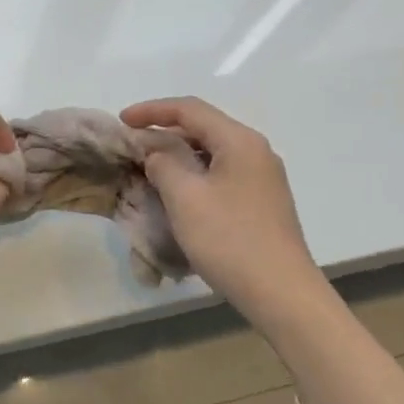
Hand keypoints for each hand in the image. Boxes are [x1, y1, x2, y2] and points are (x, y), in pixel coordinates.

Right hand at [121, 96, 323, 317]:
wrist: (281, 293)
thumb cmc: (229, 239)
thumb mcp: (185, 197)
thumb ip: (163, 163)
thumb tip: (157, 152)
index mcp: (239, 141)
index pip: (190, 110)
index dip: (152, 110)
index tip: (122, 121)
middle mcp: (255, 152)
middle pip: (203, 129)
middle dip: (164, 134)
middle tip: (132, 148)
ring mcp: (262, 179)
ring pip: (211, 155)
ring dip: (178, 158)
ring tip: (148, 171)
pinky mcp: (261, 204)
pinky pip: (220, 176)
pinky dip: (194, 177)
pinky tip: (177, 197)